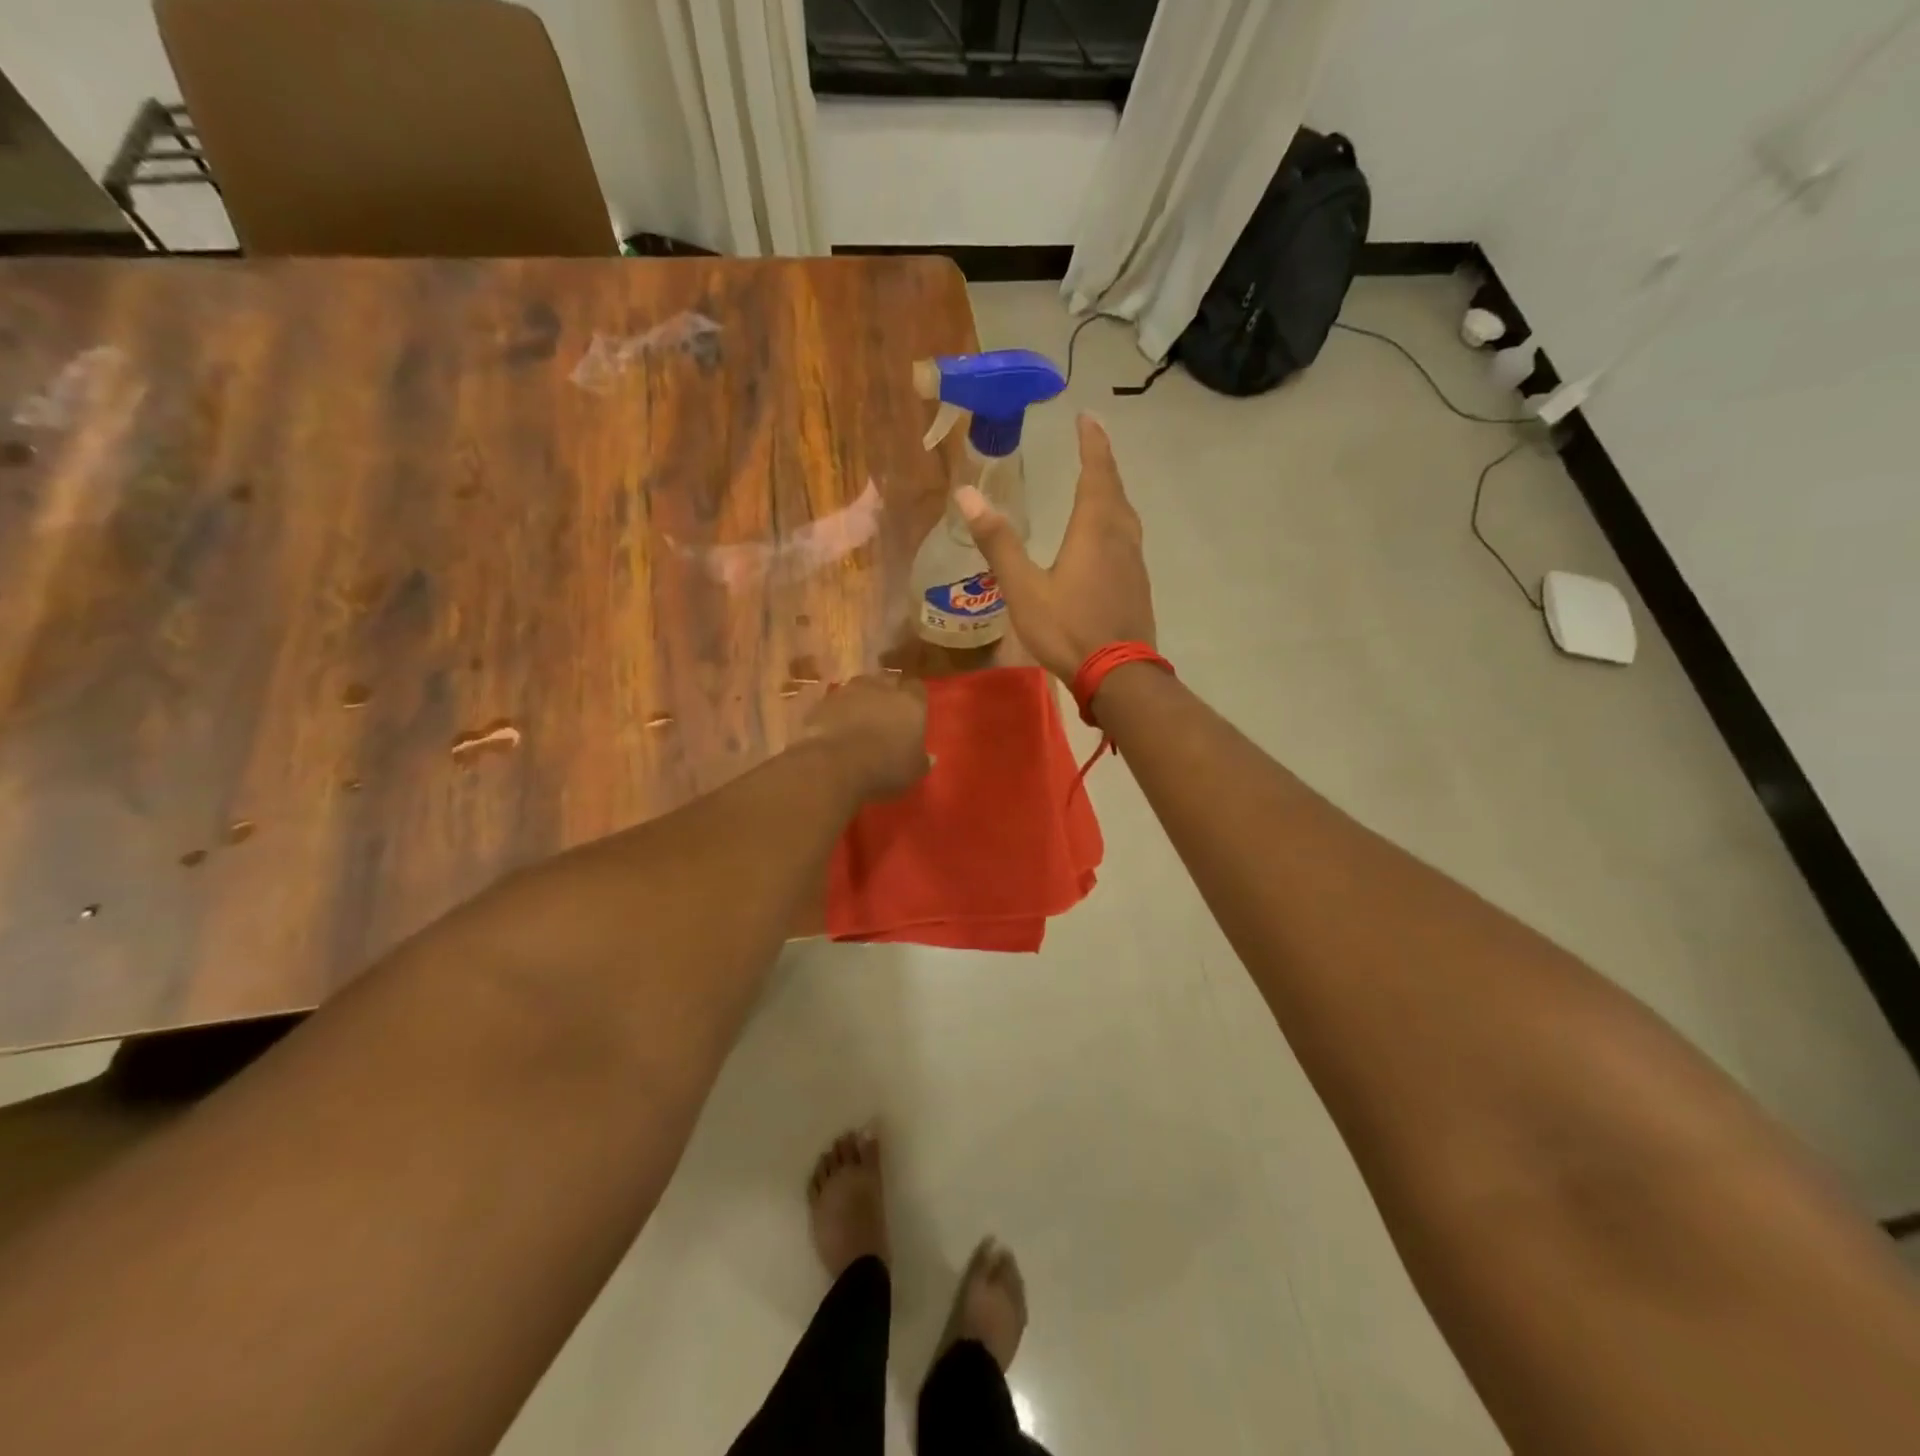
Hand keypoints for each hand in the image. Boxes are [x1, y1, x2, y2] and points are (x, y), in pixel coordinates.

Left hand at [801, 673, 930, 802]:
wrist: (835, 763)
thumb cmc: (885, 766)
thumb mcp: (913, 771)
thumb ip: (922, 761)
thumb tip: (930, 757)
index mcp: (910, 701)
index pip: (918, 689)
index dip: (915, 700)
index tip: (912, 715)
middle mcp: (881, 687)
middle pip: (888, 682)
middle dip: (887, 695)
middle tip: (886, 716)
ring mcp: (850, 690)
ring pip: (860, 688)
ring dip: (861, 700)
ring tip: (859, 720)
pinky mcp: (824, 701)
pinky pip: (836, 701)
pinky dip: (838, 711)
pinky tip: (837, 728)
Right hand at [956, 413, 1154, 680]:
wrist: (1119, 674)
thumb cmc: (1068, 629)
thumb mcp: (1024, 588)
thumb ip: (998, 542)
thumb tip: (966, 493)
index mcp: (1094, 529)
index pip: (1096, 473)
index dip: (1092, 443)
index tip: (1088, 416)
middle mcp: (1120, 537)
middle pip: (1114, 490)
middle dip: (1103, 463)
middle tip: (1093, 441)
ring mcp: (1134, 563)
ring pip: (1126, 515)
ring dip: (1112, 493)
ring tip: (1099, 484)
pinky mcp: (1138, 586)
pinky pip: (1128, 539)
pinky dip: (1116, 522)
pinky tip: (1107, 538)